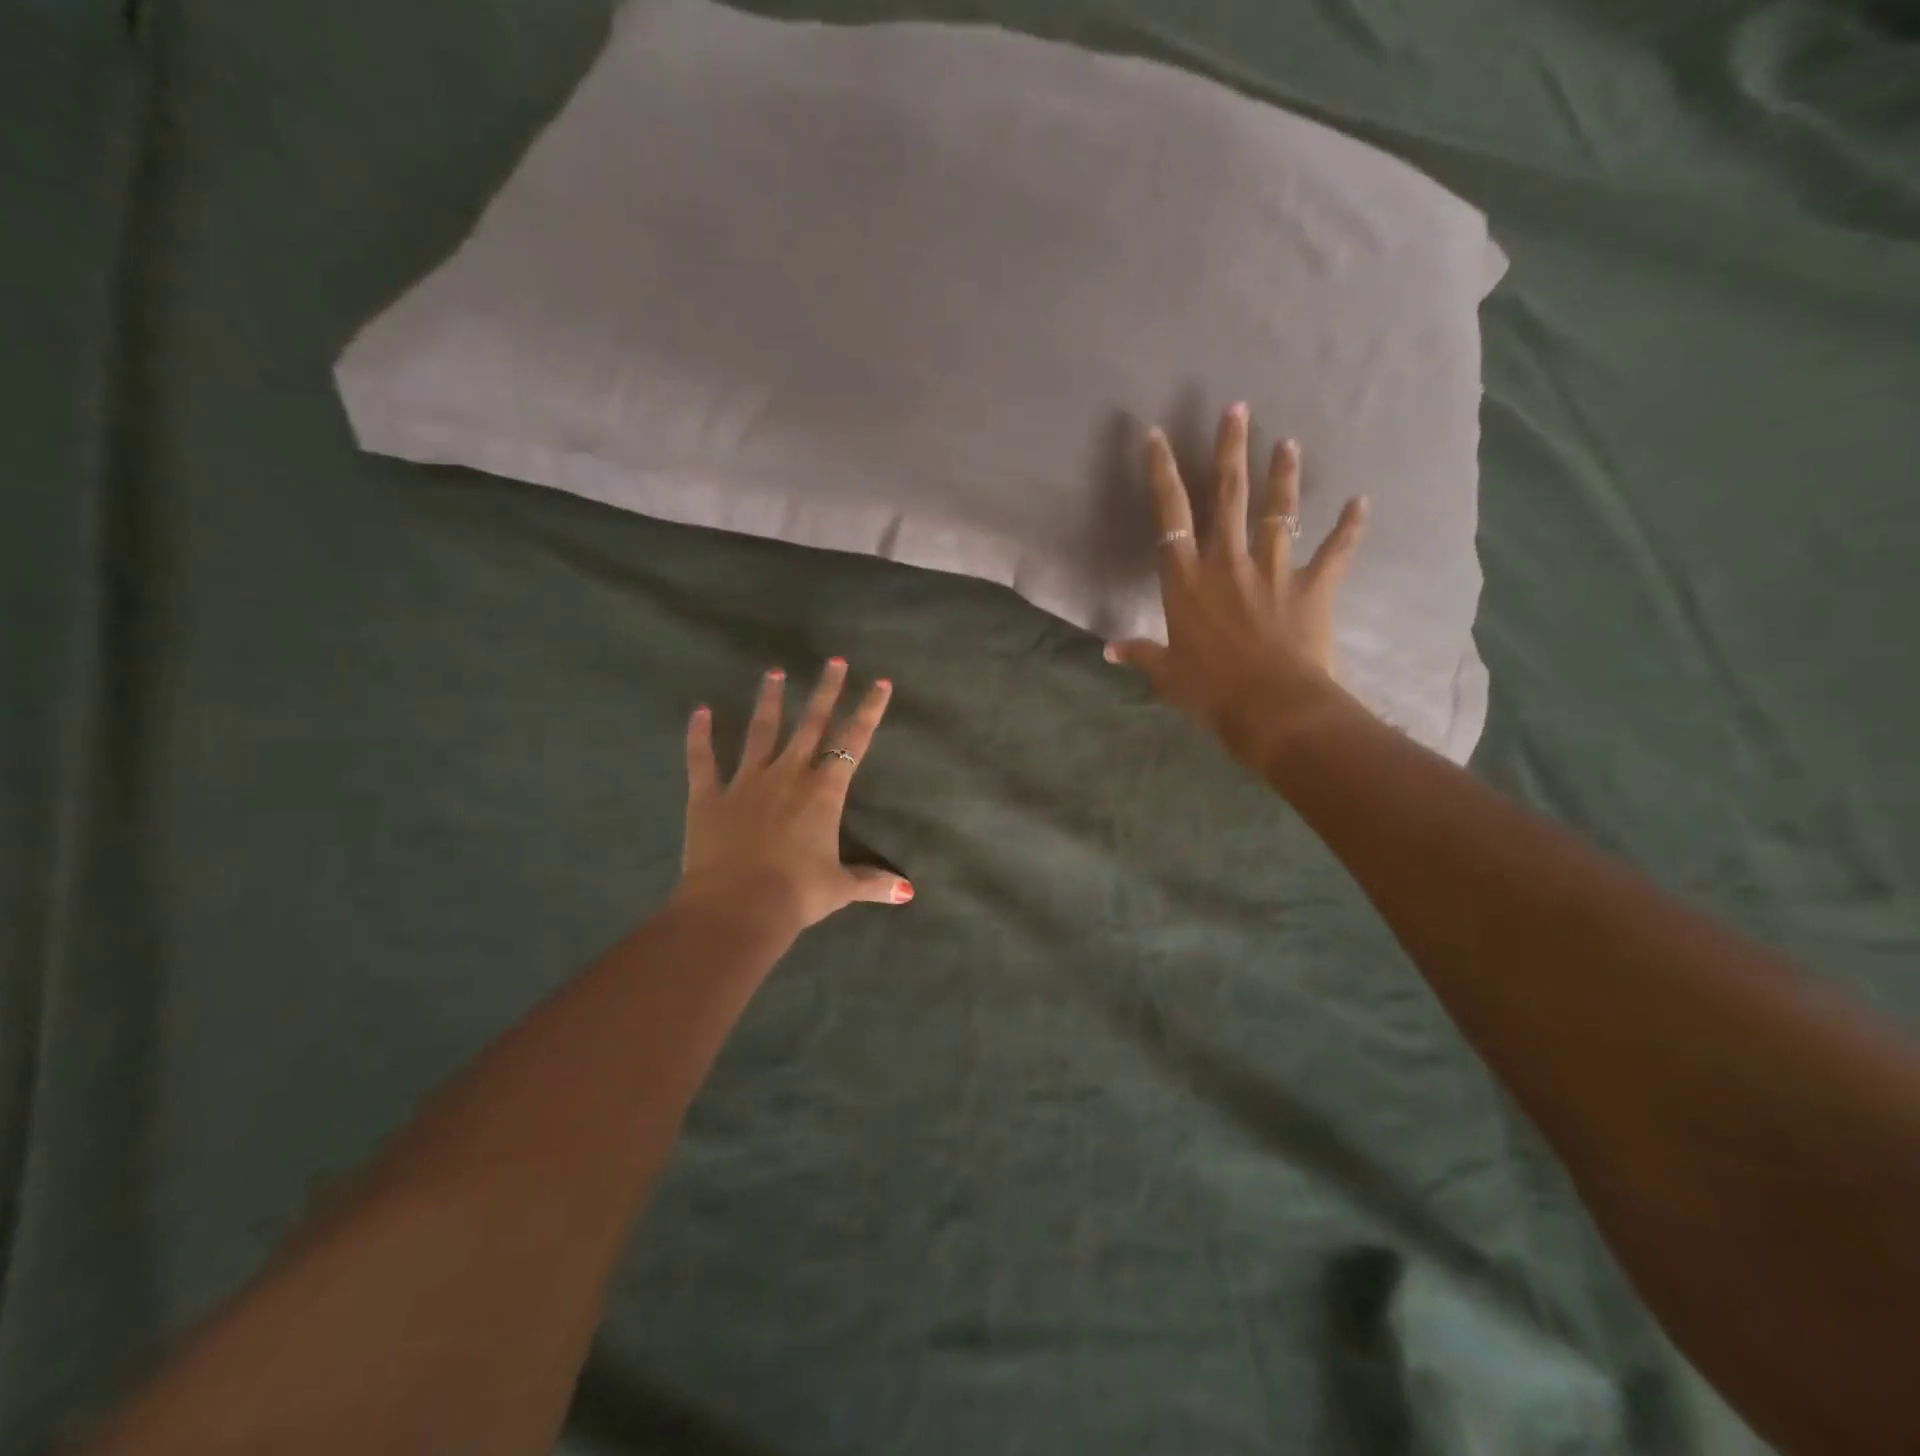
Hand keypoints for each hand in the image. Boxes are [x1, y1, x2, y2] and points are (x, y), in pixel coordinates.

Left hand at [677, 659, 912, 932]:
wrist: (736, 907)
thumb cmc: (795, 894)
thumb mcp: (839, 888)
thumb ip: (872, 882)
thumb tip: (908, 892)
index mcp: (823, 792)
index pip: (853, 742)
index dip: (868, 711)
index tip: (879, 682)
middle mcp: (788, 775)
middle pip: (811, 724)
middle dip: (825, 691)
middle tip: (833, 661)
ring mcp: (745, 782)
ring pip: (761, 732)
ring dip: (768, 701)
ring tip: (773, 672)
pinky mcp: (709, 796)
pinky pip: (702, 760)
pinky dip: (699, 736)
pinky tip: (699, 712)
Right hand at [1105, 404, 1368, 762]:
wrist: (1273, 708)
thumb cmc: (1211, 692)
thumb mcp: (1168, 675)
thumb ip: (1141, 654)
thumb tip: (1108, 651)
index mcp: (1187, 581)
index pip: (1169, 516)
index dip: (1162, 473)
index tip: (1158, 435)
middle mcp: (1228, 563)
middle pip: (1228, 496)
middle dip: (1231, 449)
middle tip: (1238, 409)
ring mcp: (1273, 570)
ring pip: (1279, 511)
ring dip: (1284, 475)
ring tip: (1288, 443)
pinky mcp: (1312, 586)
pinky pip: (1335, 551)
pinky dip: (1349, 527)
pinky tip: (1362, 501)